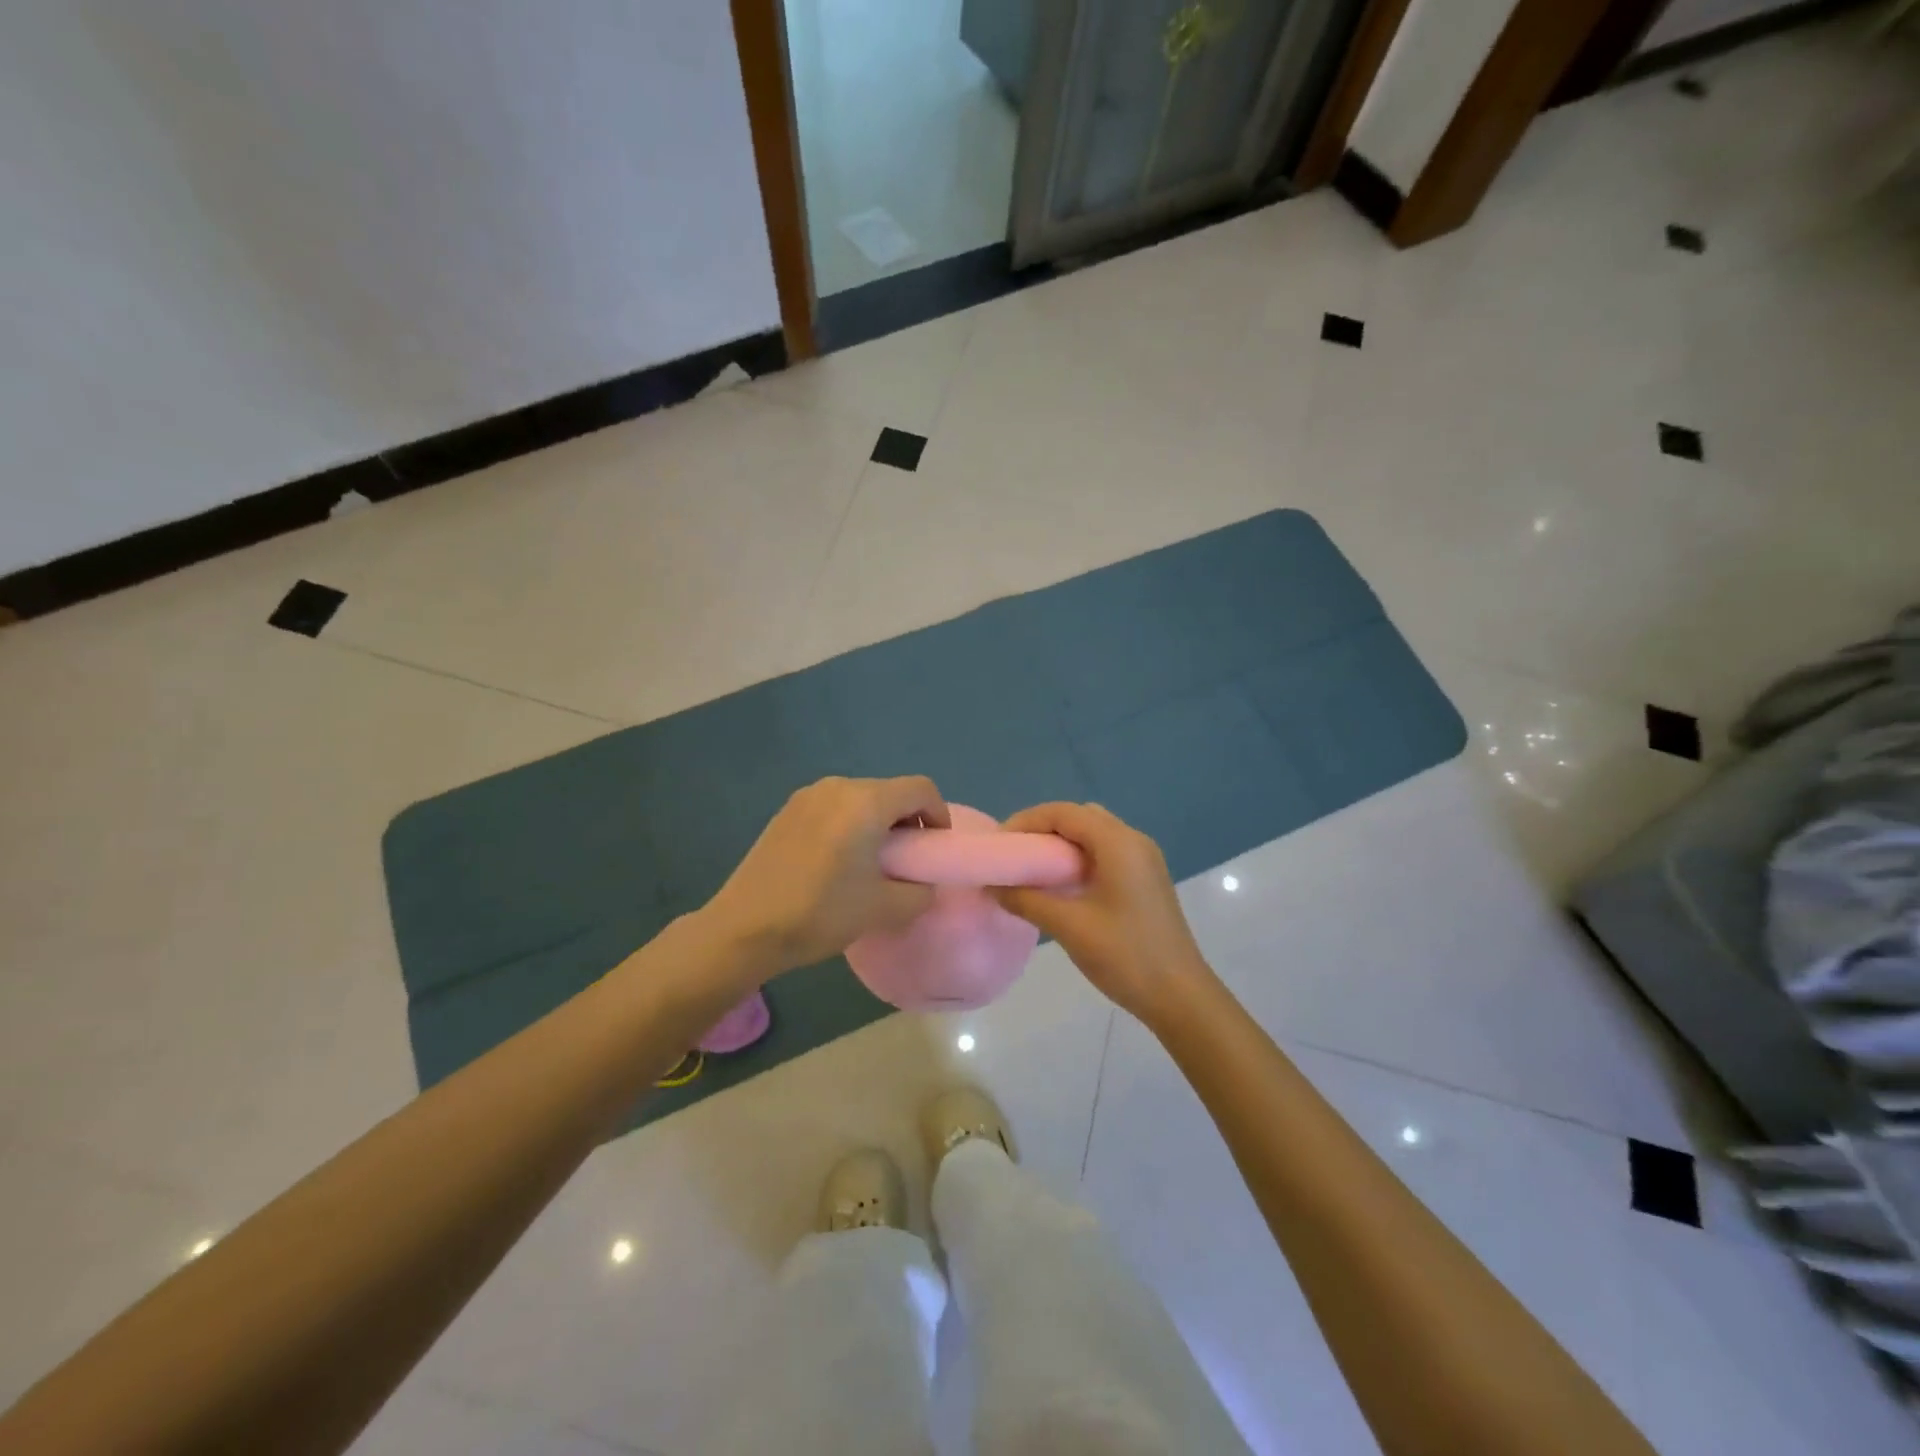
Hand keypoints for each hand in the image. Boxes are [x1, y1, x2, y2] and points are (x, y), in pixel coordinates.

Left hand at [704, 776, 950, 976]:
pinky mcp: (787, 811)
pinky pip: (833, 807)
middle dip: (908, 821)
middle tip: (906, 861)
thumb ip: (919, 893)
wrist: (744, 927)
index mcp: (866, 802)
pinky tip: (837, 862)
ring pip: (860, 799)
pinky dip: (849, 824)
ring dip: (877, 823)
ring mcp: (807, 796)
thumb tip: (924, 884)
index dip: (938, 815)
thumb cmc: (820, 913)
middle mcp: (838, 786)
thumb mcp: (883, 909)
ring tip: (871, 863)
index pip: (920, 789)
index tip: (934, 849)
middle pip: (890, 791)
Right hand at [993, 802, 1213, 1026]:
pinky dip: (1079, 858)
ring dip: (1061, 843)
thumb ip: (1026, 900)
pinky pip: (1106, 852)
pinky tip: (1061, 885)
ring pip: (1093, 834)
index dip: (1027, 821)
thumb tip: (992, 886)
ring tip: (1032, 869)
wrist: (1180, 996)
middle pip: (1080, 817)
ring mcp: (1144, 860)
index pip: (1064, 813)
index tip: (1000, 844)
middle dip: (1042, 829)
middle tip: (1014, 855)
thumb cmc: (1125, 955)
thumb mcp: (1069, 926)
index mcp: (1118, 843)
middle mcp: (1134, 841)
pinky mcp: (1145, 879)